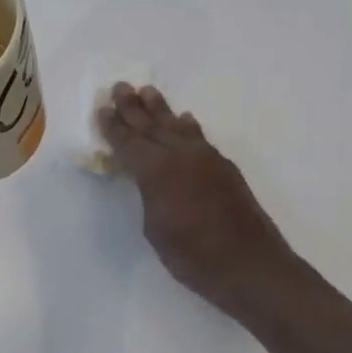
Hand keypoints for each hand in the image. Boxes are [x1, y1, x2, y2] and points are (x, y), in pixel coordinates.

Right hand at [97, 84, 297, 317]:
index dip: (113, 127)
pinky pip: (199, 138)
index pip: (129, 143)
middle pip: (152, 126)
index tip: (102, 109)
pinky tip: (185, 119)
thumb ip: (148, 195)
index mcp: (157, 172)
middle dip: (133, 108)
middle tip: (119, 87)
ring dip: (160, 109)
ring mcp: (206, 159)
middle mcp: (181, 156)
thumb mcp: (155, 229)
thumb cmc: (193, 257)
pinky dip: (188, 126)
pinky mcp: (224, 168)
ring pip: (177, 127)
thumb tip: (149, 179)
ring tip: (147, 91)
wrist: (250, 265)